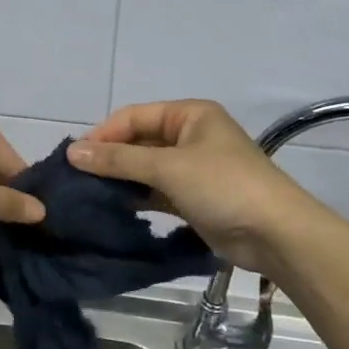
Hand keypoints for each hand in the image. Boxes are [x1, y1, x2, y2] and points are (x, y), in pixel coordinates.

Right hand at [68, 100, 309, 273]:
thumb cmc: (223, 186)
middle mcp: (190, 136)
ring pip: (145, 168)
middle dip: (109, 158)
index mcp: (189, 115)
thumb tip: (73, 152)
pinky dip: (136, 197)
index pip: (134, 116)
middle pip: (139, 141)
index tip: (73, 158)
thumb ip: (119, 160)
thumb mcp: (168, 167)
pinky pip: (156, 191)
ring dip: (120, 179)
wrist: (275, 234)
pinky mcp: (193, 197)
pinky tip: (112, 208)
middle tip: (75, 179)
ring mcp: (193, 168)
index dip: (103, 134)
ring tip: (86, 195)